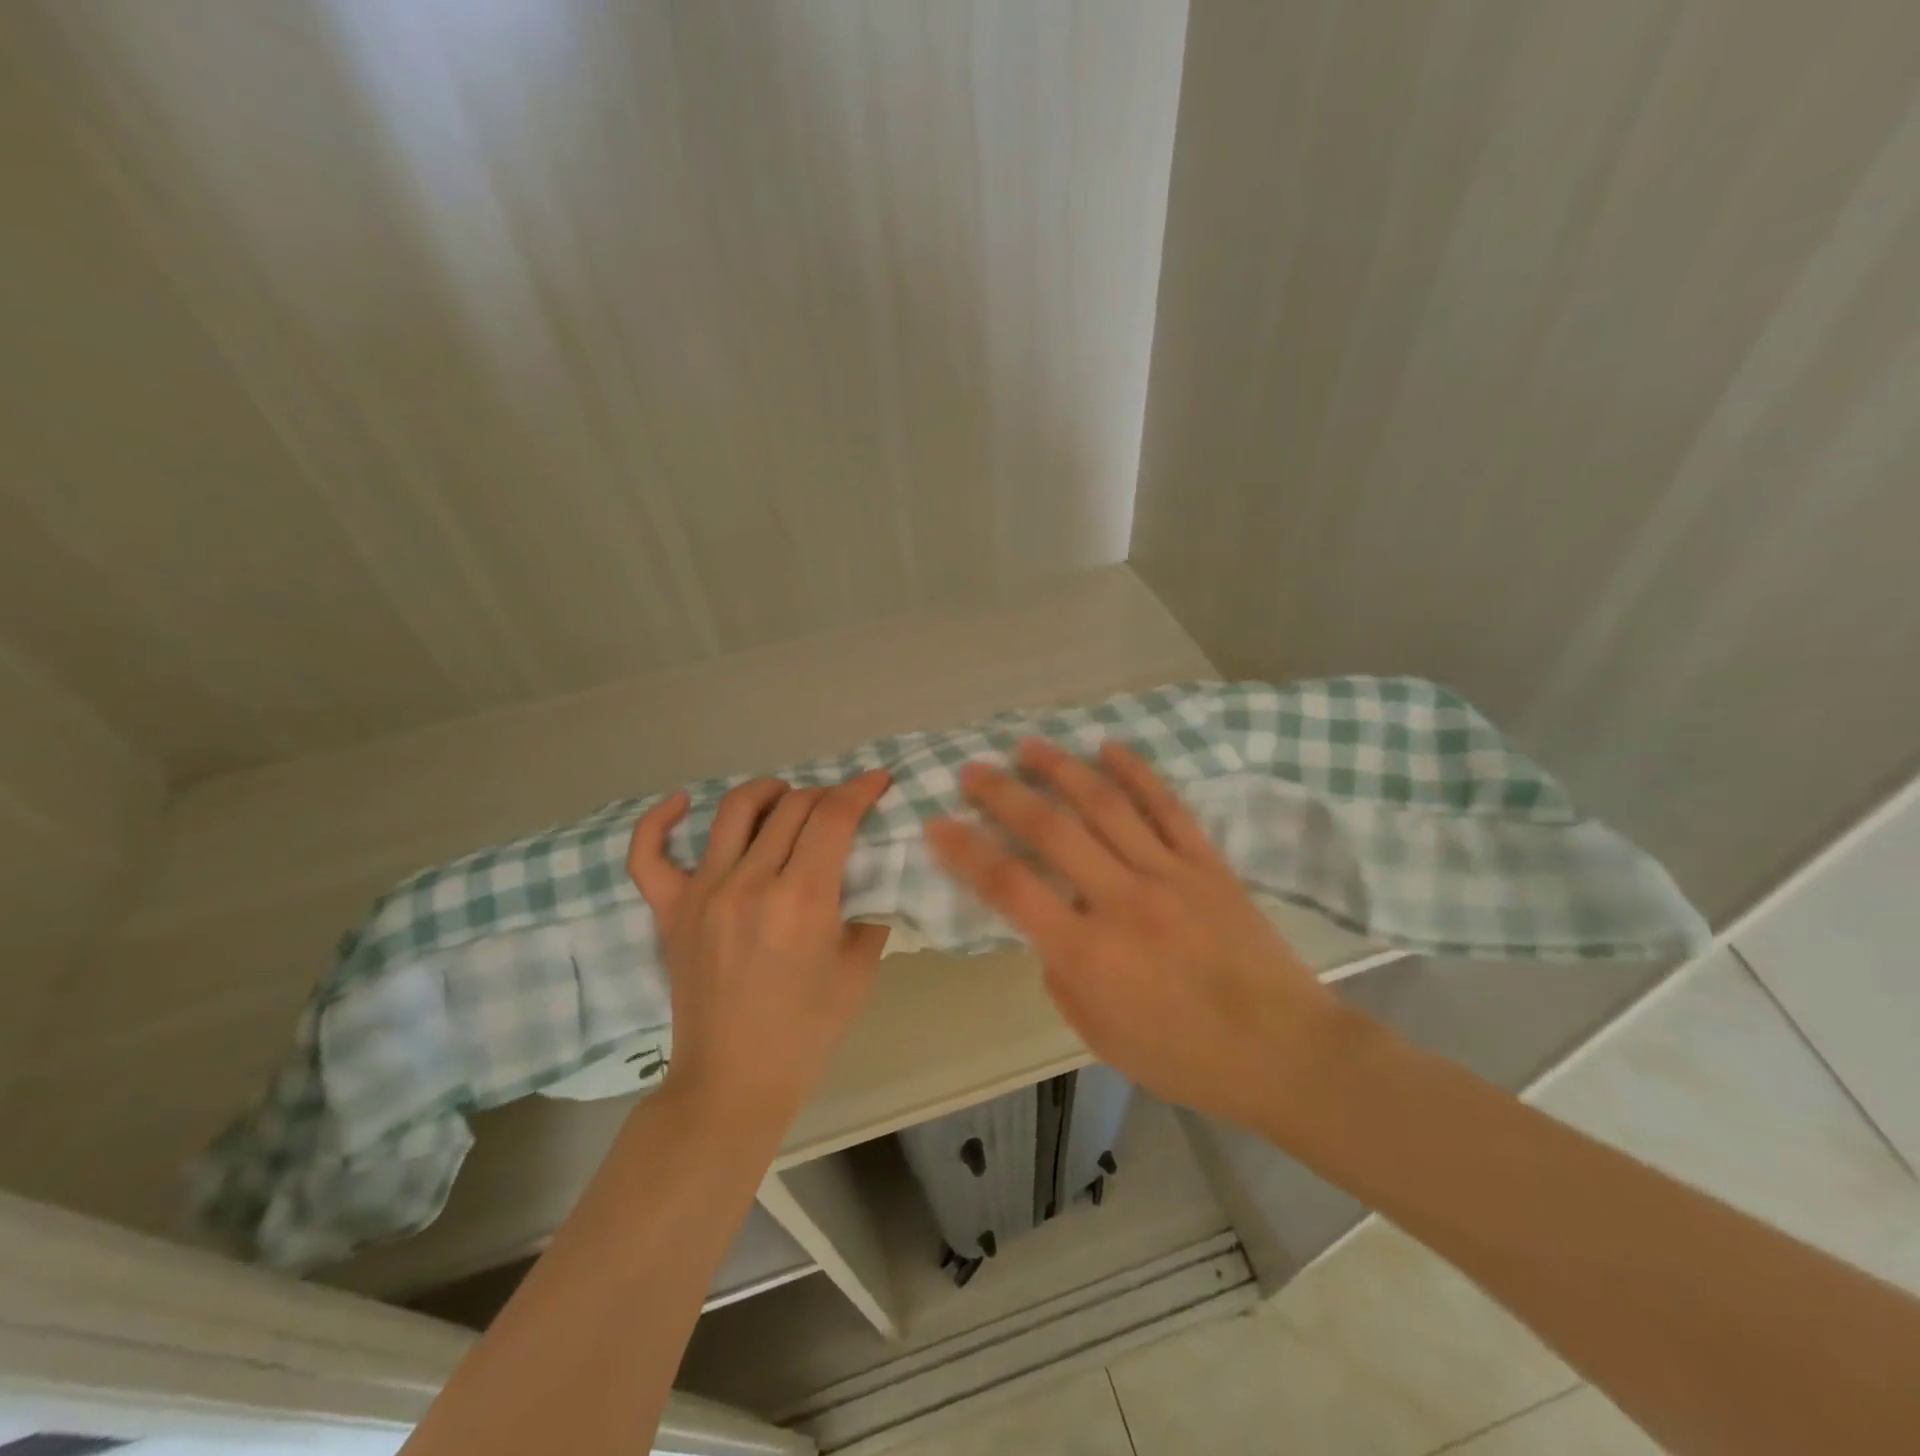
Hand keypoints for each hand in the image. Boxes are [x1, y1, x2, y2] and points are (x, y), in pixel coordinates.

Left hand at [626, 771, 892, 1128]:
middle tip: (842, 807)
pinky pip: (649, 853)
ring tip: (786, 798)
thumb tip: (866, 870)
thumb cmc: (807, 1032)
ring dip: (769, 792)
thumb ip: (868, 909)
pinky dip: (661, 819)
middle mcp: (749, 883)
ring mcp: (702, 893)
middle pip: (792, 806)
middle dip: (826, 794)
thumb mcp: (859, 969)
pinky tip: (681, 802)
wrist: (733, 1082)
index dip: (861, 788)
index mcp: (802, 899)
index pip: (834, 816)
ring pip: (735, 811)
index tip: (878, 780)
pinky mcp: (669, 910)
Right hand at [927, 739, 1335, 1127]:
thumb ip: (1062, 975)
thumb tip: (1052, 928)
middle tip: (973, 769)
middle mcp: (1122, 900)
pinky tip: (1109, 747)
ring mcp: (1169, 874)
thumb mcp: (1100, 1035)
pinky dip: (1136, 773)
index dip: (967, 851)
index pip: (1010, 886)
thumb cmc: (1185, 1058)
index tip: (938, 824)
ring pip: (1105, 805)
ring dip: (1062, 770)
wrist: (1284, 1053)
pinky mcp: (1207, 864)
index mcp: (1088, 952)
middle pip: (1051, 830)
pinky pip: (1167, 807)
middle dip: (1004, 794)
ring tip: (1030, 745)